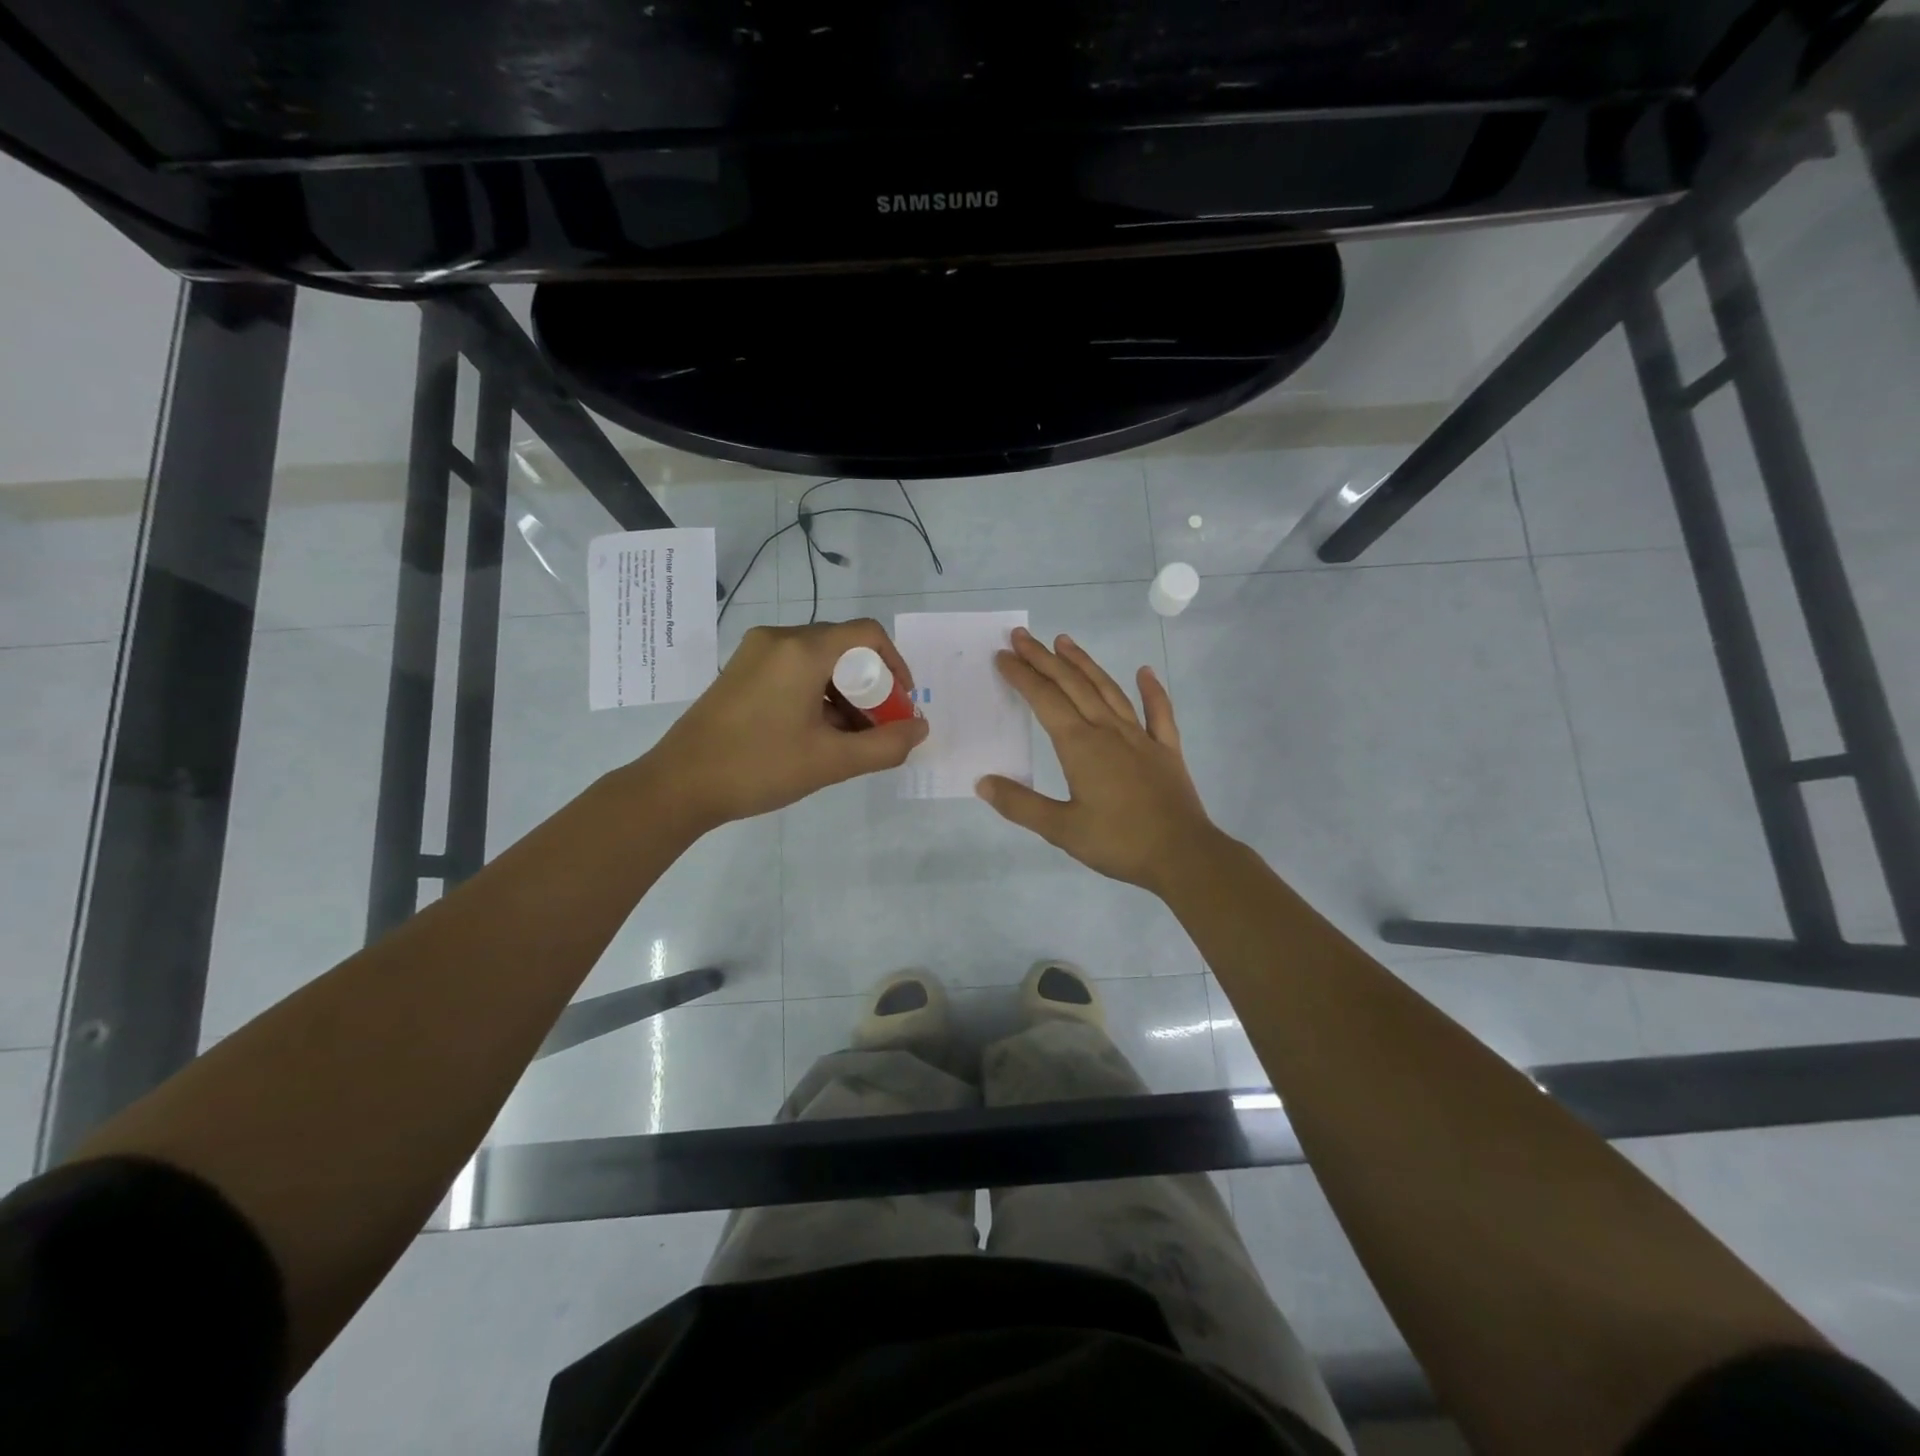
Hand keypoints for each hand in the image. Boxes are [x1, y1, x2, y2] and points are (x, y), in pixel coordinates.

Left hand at [645, 619, 928, 828]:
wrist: (678, 785)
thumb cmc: (758, 767)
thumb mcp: (831, 761)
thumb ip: (885, 745)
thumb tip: (920, 729)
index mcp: (802, 651)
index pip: (867, 634)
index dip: (896, 665)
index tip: (902, 704)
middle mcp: (779, 639)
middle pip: (844, 647)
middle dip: (870, 686)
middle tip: (877, 727)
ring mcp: (755, 653)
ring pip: (818, 660)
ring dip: (844, 693)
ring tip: (848, 738)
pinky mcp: (741, 671)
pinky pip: (794, 669)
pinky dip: (816, 693)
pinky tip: (816, 732)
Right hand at [977, 627, 1220, 893]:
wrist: (1183, 855)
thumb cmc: (1119, 842)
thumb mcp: (1061, 830)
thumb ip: (1020, 804)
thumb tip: (982, 782)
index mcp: (1080, 746)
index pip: (1044, 700)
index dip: (1022, 677)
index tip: (1003, 657)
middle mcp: (1108, 731)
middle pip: (1072, 685)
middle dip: (1044, 659)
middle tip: (1022, 637)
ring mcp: (1140, 737)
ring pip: (1108, 690)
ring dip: (1085, 664)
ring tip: (1065, 642)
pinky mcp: (1166, 749)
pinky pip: (1158, 712)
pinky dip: (1151, 690)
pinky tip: (1144, 671)